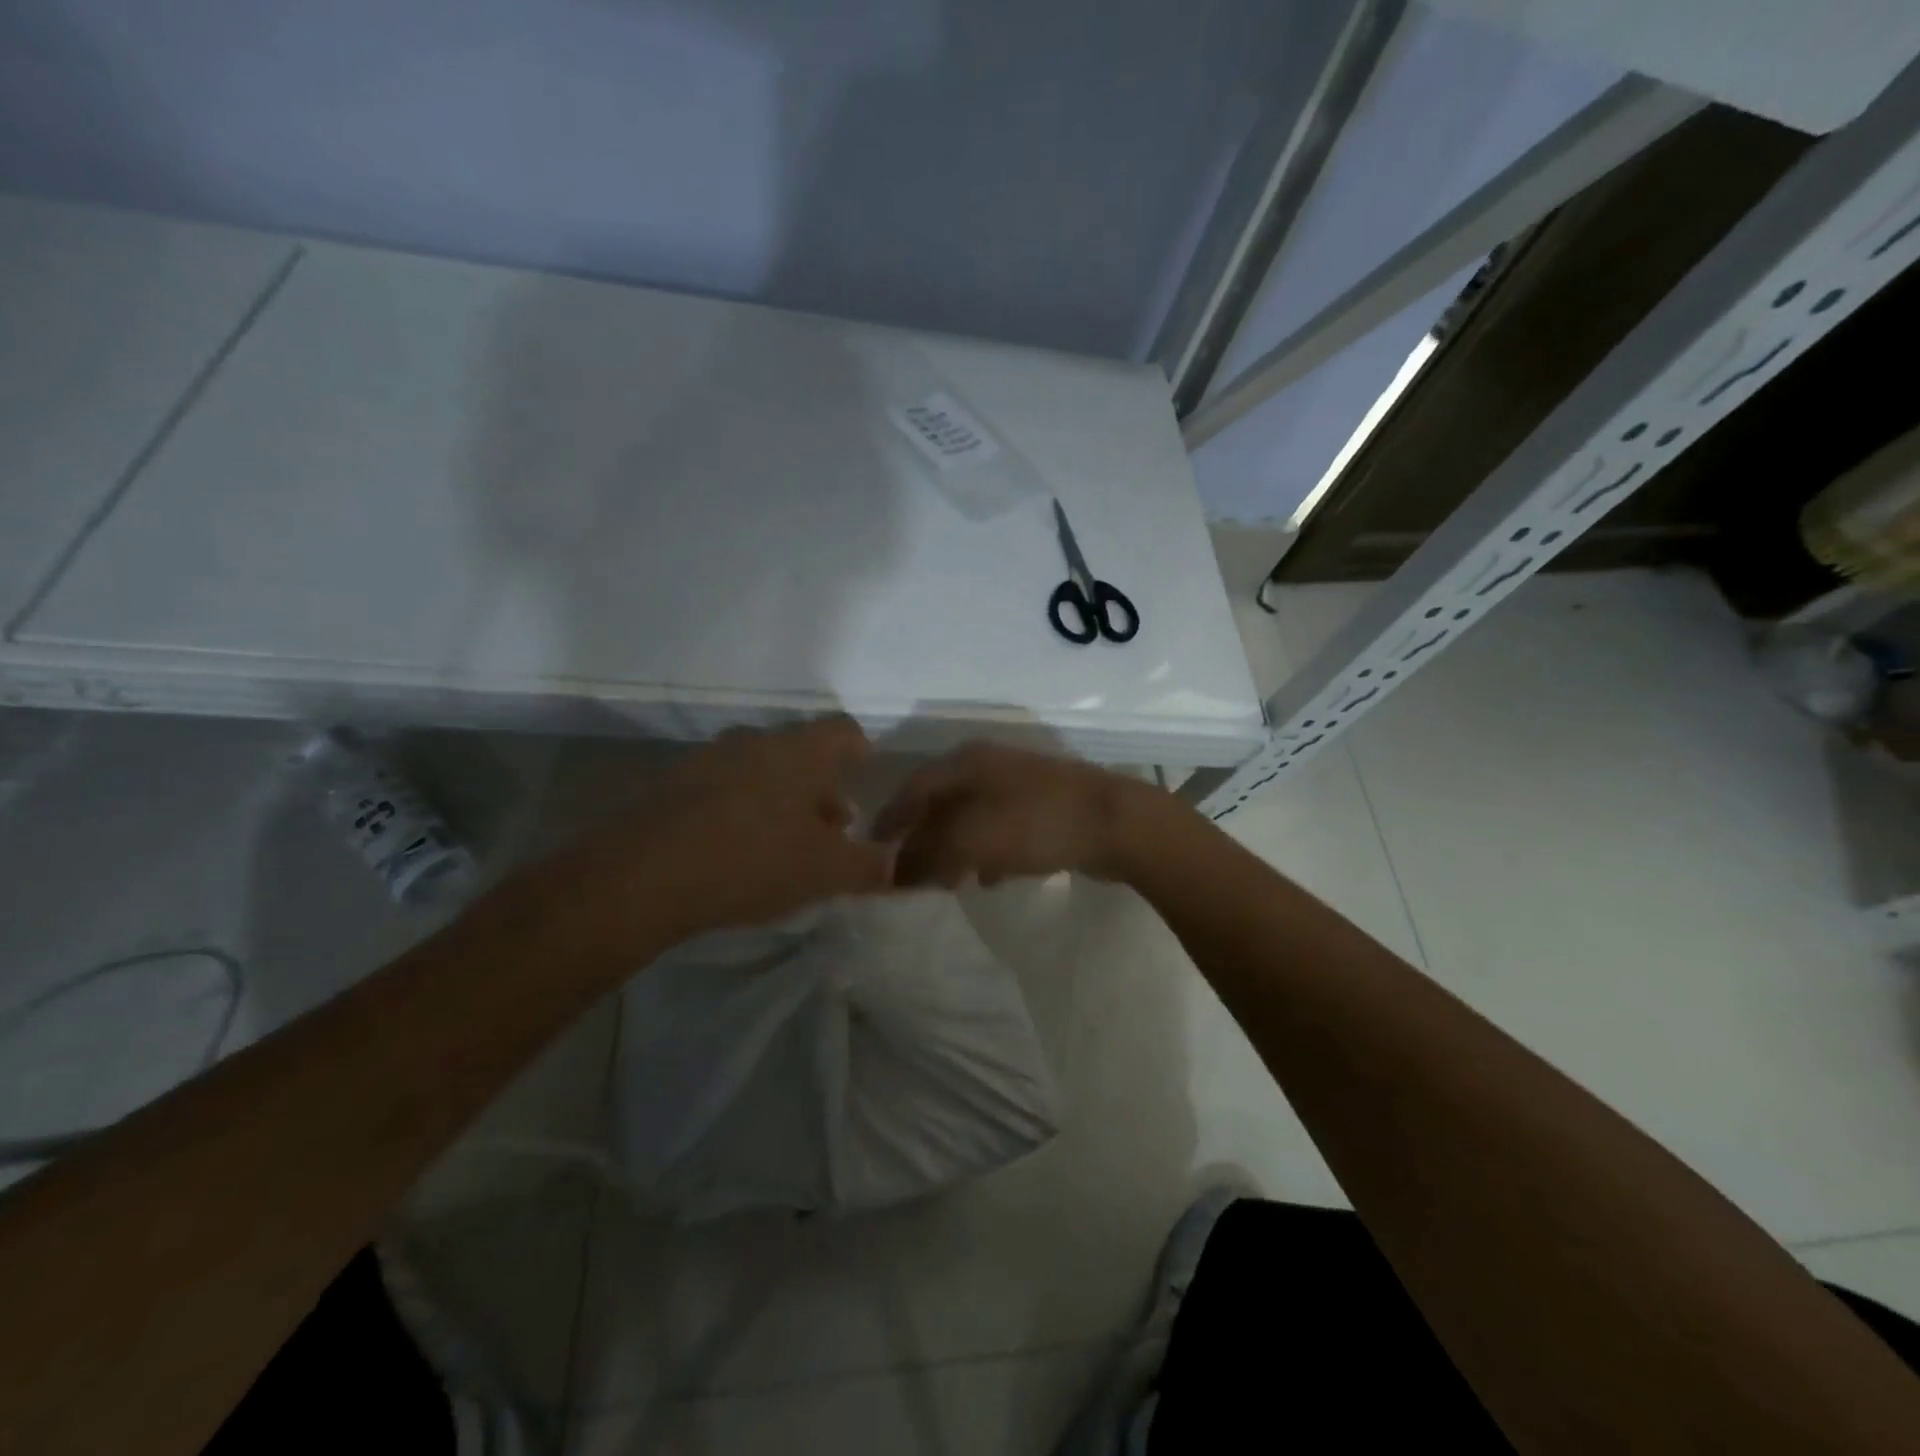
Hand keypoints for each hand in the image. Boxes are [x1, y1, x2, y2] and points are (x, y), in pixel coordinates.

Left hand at [544, 715, 893, 948]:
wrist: (641, 875)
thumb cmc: (752, 861)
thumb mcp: (826, 873)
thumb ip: (870, 865)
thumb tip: (895, 862)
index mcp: (799, 751)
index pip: (844, 730)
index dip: (860, 751)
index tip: (862, 779)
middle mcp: (754, 741)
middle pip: (800, 751)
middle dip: (819, 786)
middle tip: (829, 827)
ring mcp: (707, 758)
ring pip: (758, 768)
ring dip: (778, 797)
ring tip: (782, 843)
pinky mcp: (671, 783)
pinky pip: (720, 786)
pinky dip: (737, 808)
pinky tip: (734, 849)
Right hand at [873, 741, 1173, 887]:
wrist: (1116, 823)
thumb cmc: (1035, 823)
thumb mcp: (971, 840)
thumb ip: (928, 854)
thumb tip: (897, 870)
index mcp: (965, 762)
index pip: (913, 788)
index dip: (890, 819)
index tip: (872, 849)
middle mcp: (988, 766)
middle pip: (941, 803)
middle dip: (922, 839)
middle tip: (908, 874)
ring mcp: (1019, 784)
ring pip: (971, 818)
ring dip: (954, 849)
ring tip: (946, 883)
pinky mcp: (1043, 807)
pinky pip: (1001, 831)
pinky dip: (987, 853)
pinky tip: (989, 878)